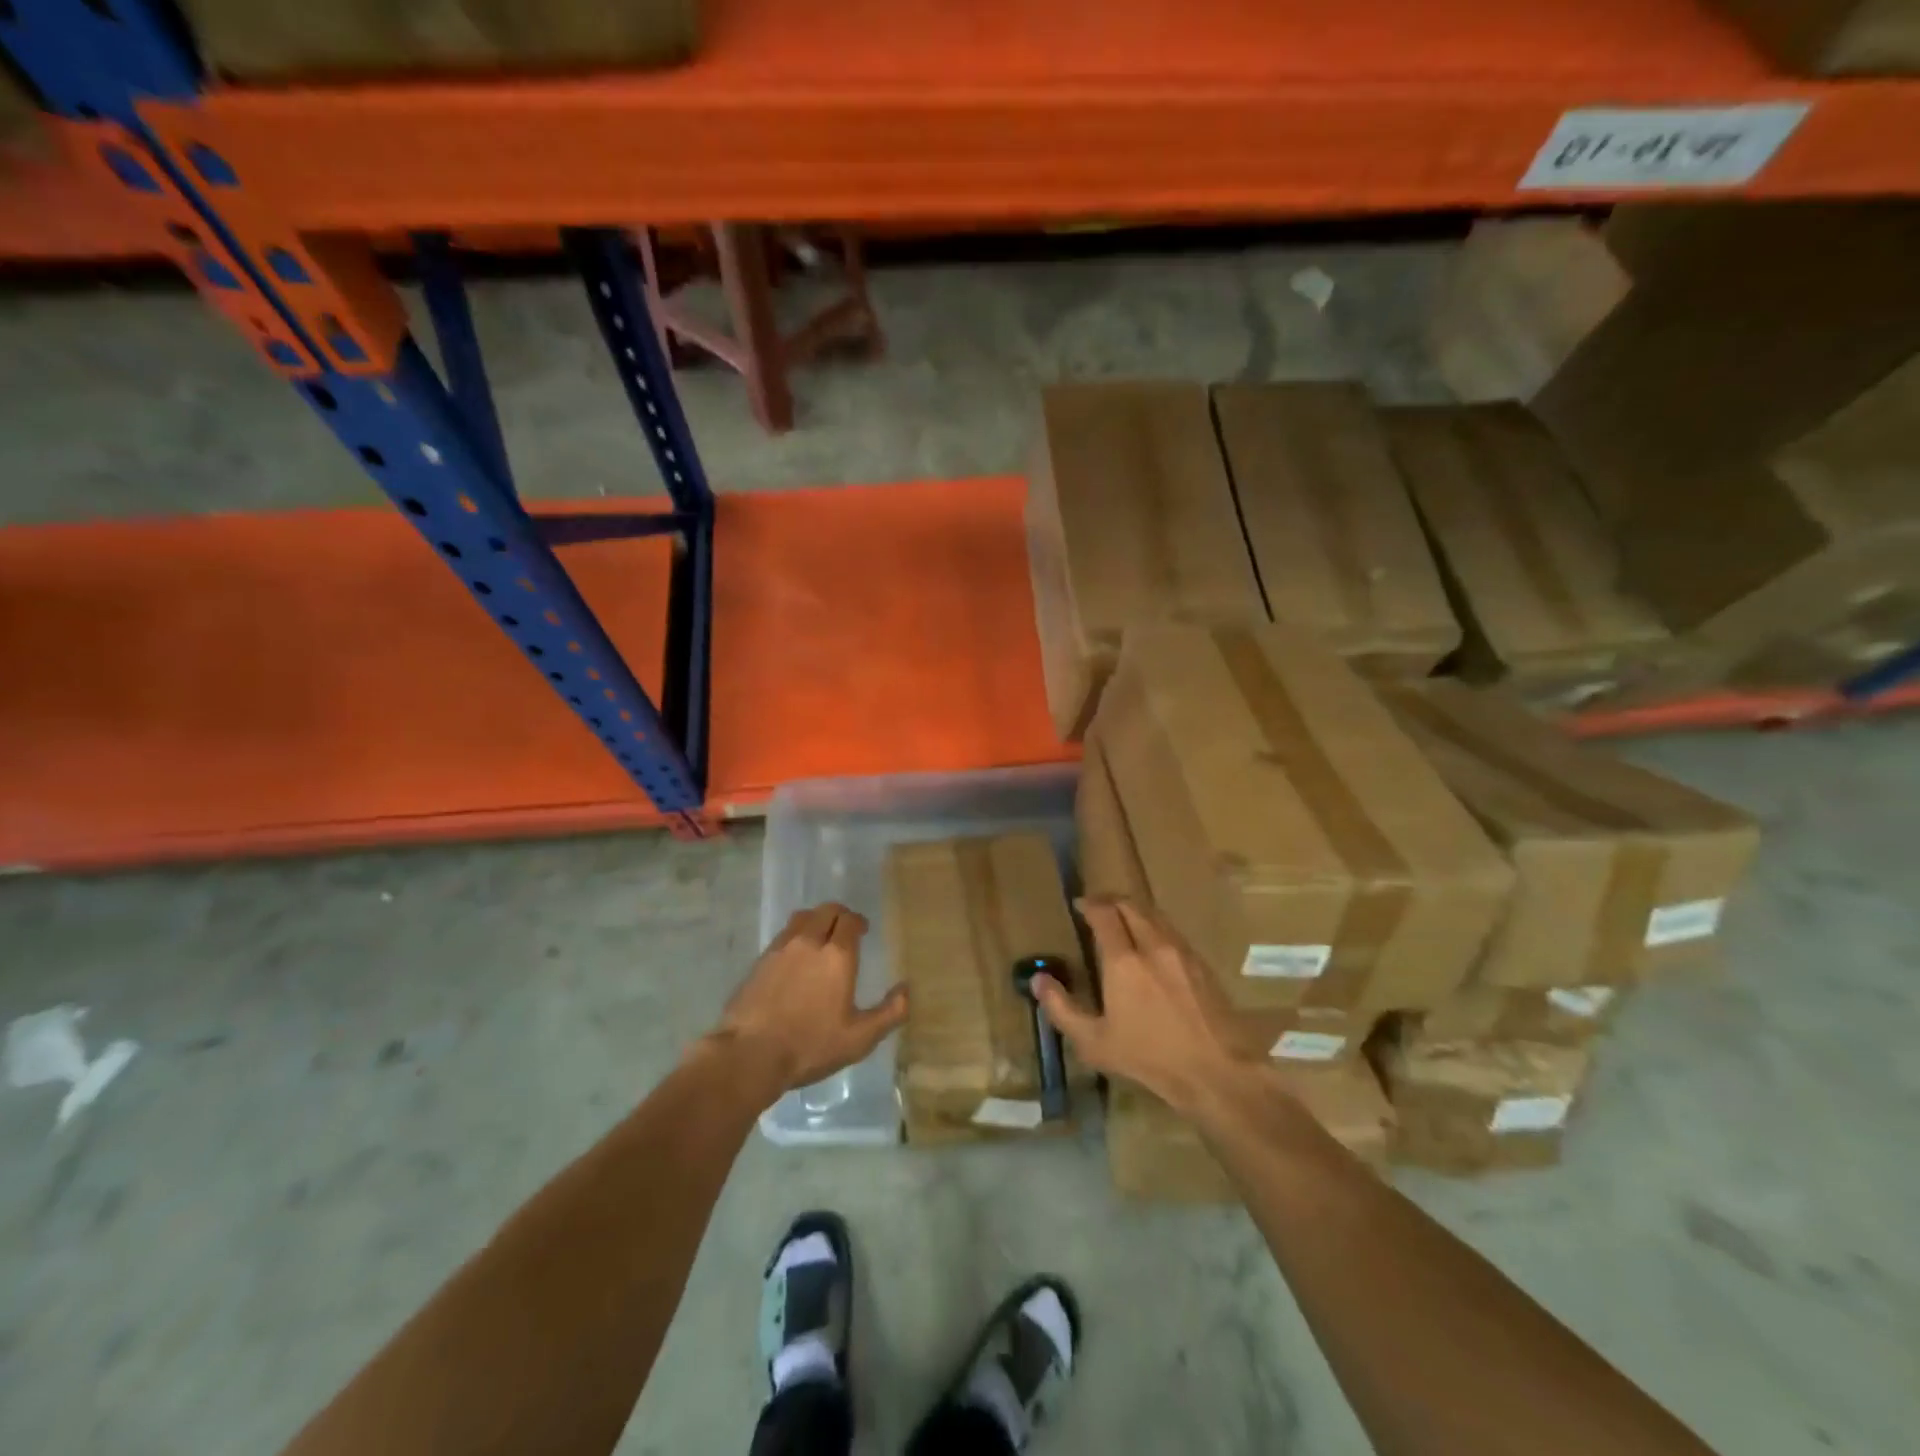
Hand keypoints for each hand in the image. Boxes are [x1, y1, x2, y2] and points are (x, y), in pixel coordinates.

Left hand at [710, 903, 908, 1096]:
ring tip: (820, 937)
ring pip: (802, 918)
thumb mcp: (859, 1038)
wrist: (748, 1054)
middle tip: (845, 930)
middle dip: (839, 915)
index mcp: (837, 955)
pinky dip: (795, 935)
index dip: (859, 922)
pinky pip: (783, 934)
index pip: (850, 920)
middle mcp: (809, 941)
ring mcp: (781, 948)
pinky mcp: (760, 961)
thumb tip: (907, 990)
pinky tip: (796, 957)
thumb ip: (890, 1012)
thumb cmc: (810, 1045)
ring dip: (816, 920)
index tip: (864, 931)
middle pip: (826, 911)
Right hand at [1032, 897, 1240, 1115]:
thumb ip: (1062, 1008)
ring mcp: (1182, 951)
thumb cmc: (1149, 1058)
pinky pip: (1172, 931)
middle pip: (1131, 905)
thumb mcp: (1094, 1042)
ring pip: (1155, 914)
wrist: (1216, 1070)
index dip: (1090, 904)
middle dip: (1111, 901)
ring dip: (1135, 910)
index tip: (1079, 905)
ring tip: (1123, 920)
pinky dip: (1155, 926)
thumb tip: (1039, 980)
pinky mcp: (1201, 963)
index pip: (1104, 914)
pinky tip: (1152, 944)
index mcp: (1124, 961)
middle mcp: (1153, 945)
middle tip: (1098, 908)